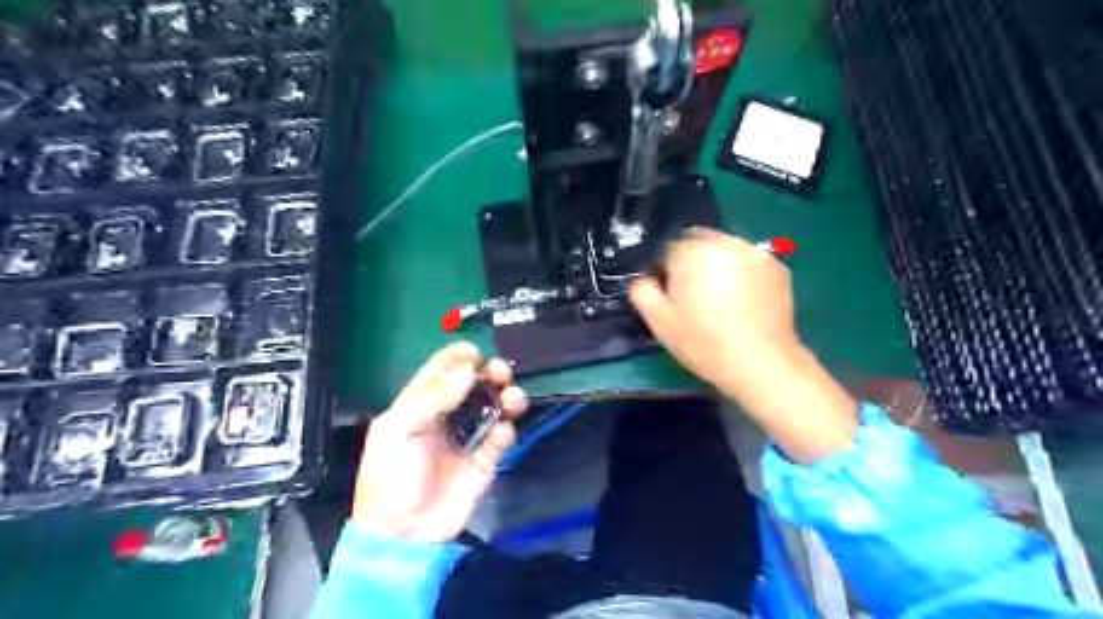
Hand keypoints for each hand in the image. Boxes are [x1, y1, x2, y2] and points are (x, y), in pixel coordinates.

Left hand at [351, 344, 526, 541]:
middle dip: (488, 373)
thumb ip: (432, 397)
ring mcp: (467, 437)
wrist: (405, 535)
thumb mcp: (399, 432)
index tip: (474, 352)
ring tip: (513, 397)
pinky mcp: (484, 460)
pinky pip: (501, 437)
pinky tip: (503, 433)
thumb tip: (467, 370)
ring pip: (492, 406)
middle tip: (499, 372)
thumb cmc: (392, 478)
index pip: (439, 371)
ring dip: (505, 397)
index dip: (456, 358)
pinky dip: (506, 430)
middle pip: (473, 385)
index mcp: (419, 405)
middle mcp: (445, 416)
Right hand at [629, 229, 861, 461]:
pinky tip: (742, 300)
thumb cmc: (703, 342)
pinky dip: (741, 273)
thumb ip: (642, 290)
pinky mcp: (776, 267)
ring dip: (717, 264)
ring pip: (724, 249)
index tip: (670, 294)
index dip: (665, 270)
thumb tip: (644, 277)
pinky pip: (748, 261)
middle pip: (697, 242)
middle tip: (694, 296)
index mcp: (691, 252)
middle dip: (691, 262)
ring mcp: (754, 252)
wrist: (761, 362)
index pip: (668, 248)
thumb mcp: (658, 321)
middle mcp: (723, 243)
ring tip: (720, 299)